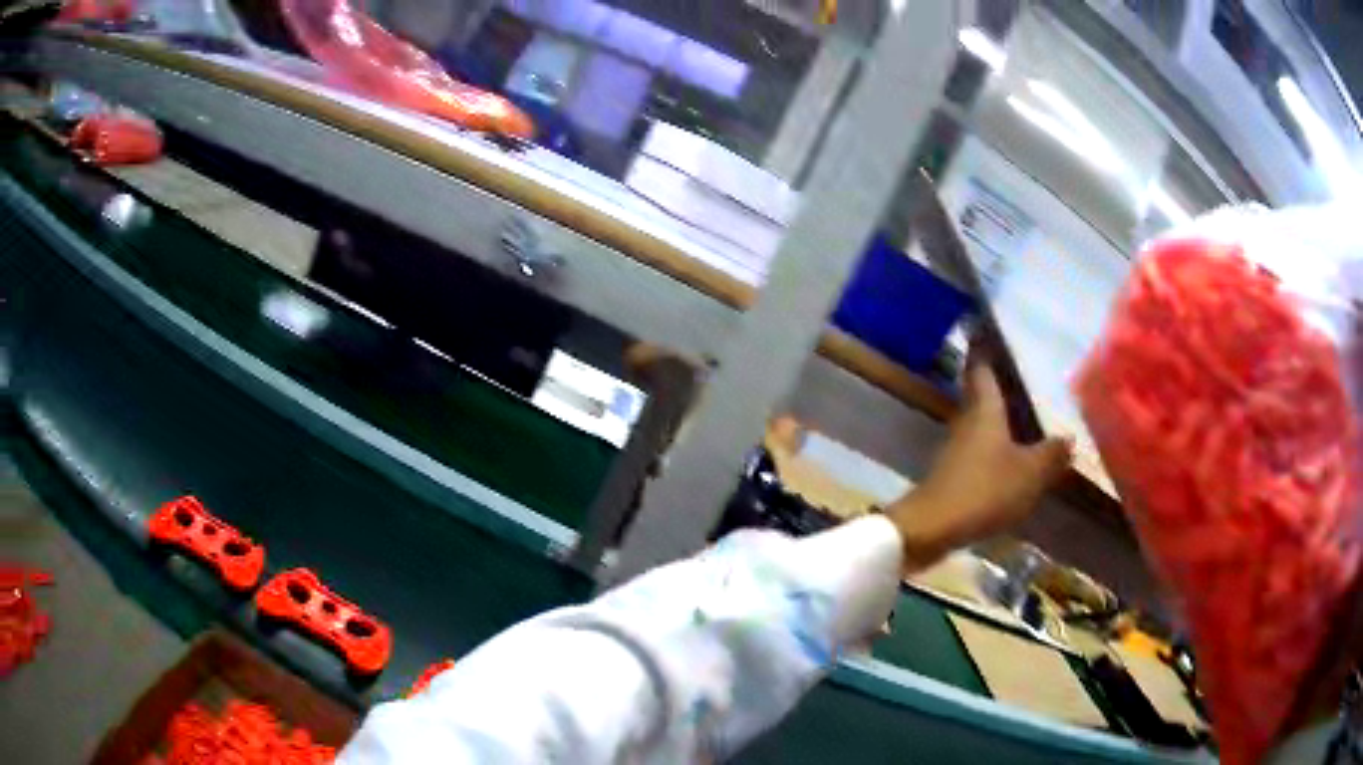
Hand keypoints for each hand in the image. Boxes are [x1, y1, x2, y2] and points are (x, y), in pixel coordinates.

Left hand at [886, 365, 1072, 571]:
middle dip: (992, 380)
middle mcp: (967, 421)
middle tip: (1014, 369)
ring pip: (978, 422)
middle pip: (979, 393)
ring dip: (994, 416)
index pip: (983, 367)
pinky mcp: (951, 474)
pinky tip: (1007, 457)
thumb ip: (1051, 454)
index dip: (984, 347)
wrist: (931, 528)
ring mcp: (955, 449)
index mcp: (984, 410)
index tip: (985, 326)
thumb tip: (1069, 437)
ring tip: (1019, 412)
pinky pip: (977, 450)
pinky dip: (992, 446)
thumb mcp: (1029, 473)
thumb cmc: (984, 490)